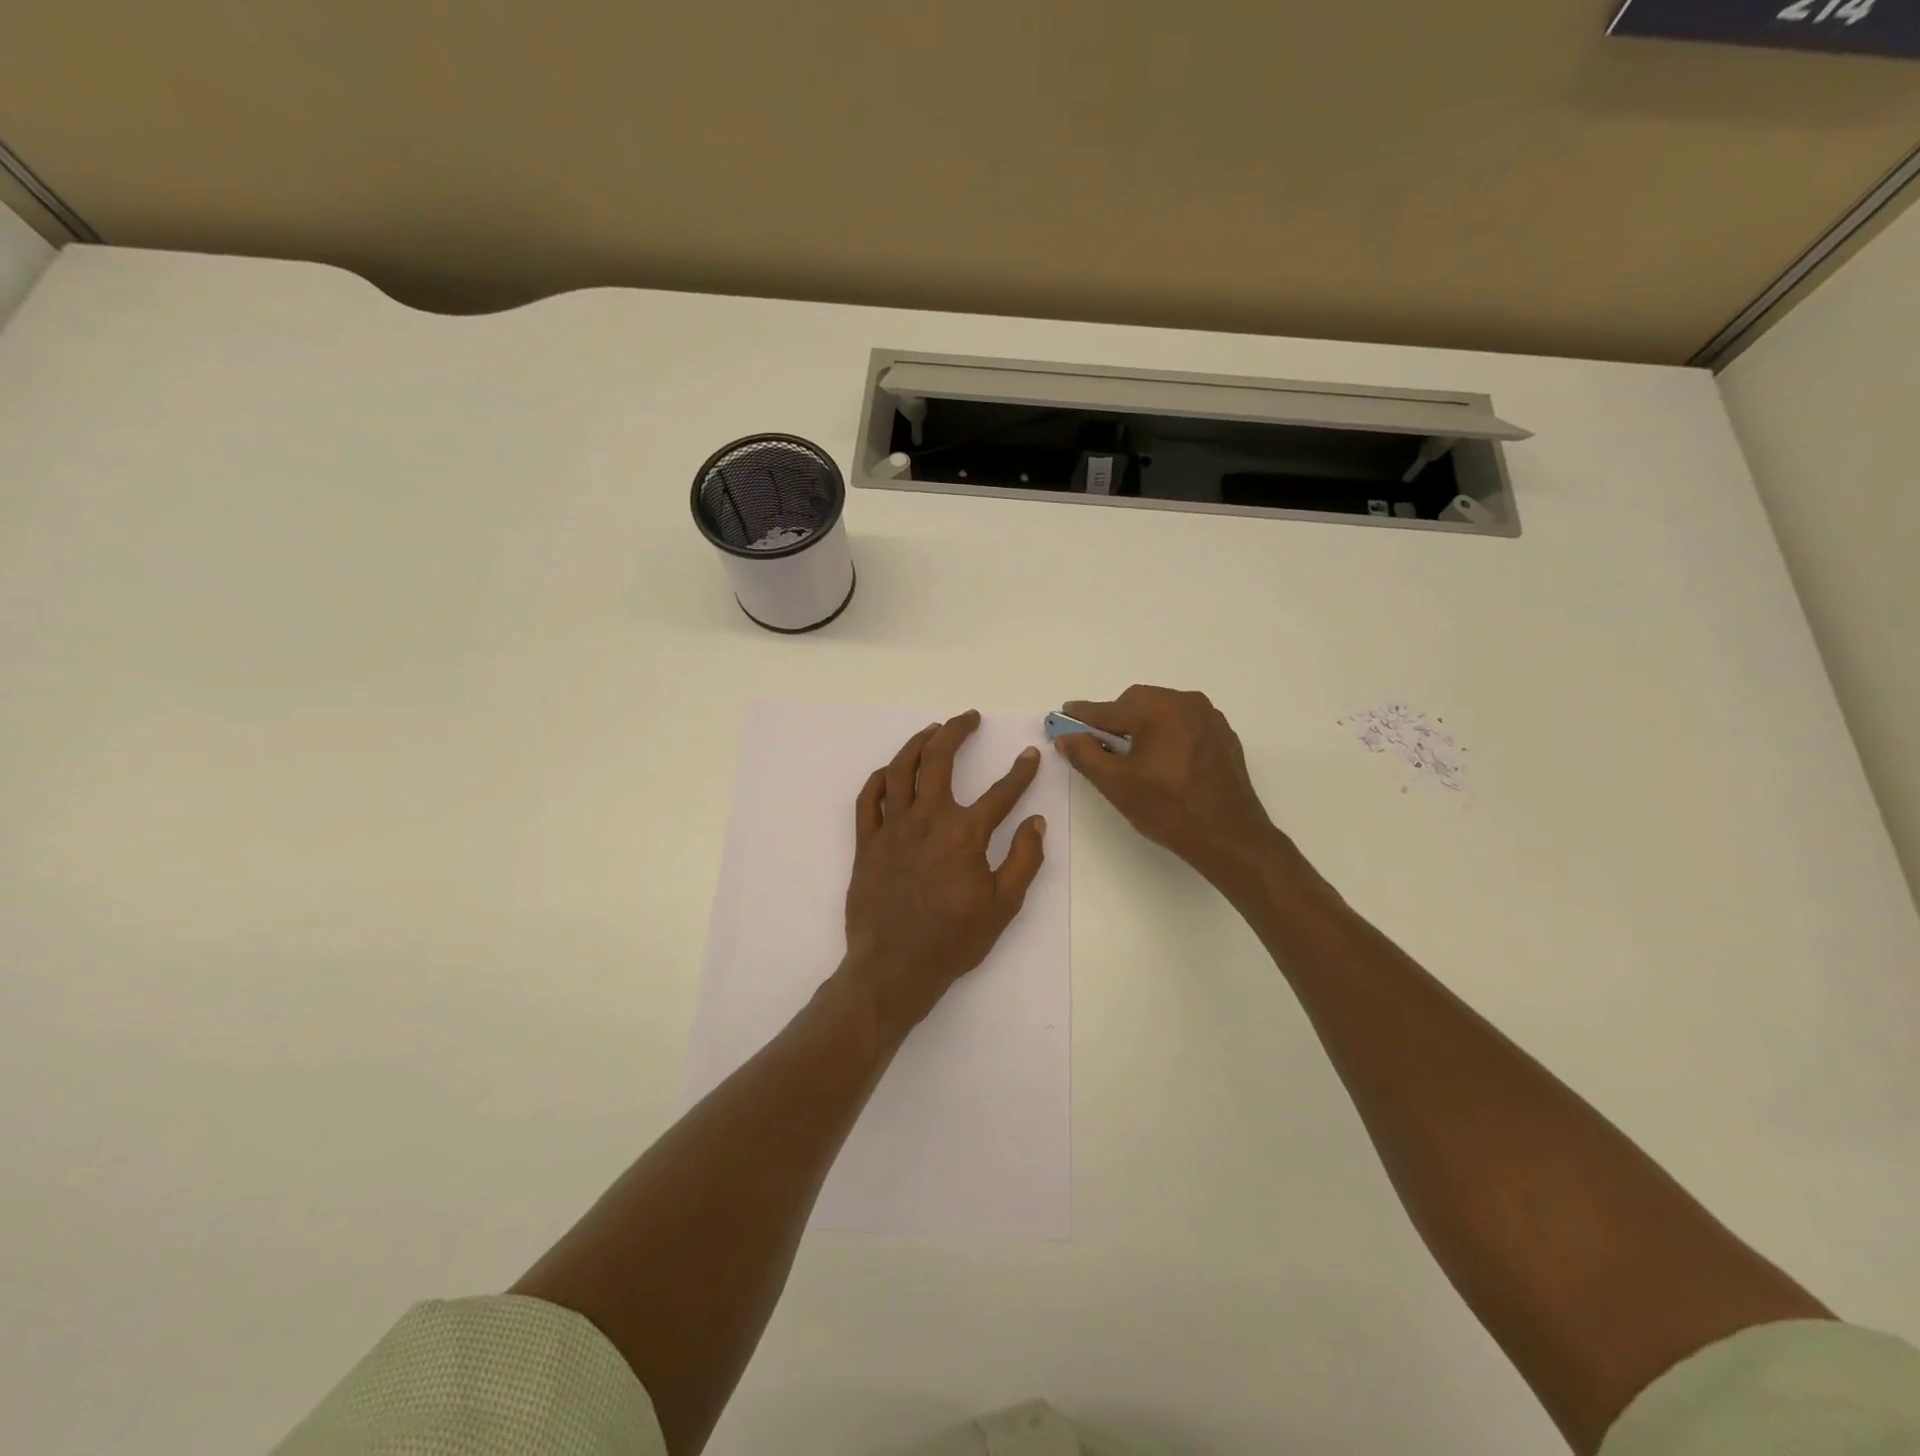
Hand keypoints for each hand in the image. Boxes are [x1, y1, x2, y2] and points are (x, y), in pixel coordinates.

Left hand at [842, 710, 1047, 1040]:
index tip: (1030, 756)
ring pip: (900, 770)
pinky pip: (868, 800)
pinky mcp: (866, 843)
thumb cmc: (952, 940)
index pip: (1000, 793)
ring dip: (917, 743)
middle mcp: (927, 819)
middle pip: (939, 760)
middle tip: (969, 718)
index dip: (1020, 772)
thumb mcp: (1003, 906)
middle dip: (956, 731)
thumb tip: (1037, 822)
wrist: (894, 967)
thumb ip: (1023, 860)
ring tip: (932, 730)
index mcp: (964, 834)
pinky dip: (878, 779)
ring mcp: (892, 828)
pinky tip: (889, 772)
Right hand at [1054, 686, 1288, 889]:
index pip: (1109, 709)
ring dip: (1142, 726)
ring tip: (1131, 757)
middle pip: (1137, 703)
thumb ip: (1086, 755)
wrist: (1229, 836)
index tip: (1062, 715)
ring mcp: (1210, 718)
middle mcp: (1187, 702)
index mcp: (1159, 709)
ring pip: (1162, 711)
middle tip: (1098, 745)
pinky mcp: (1223, 736)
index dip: (1082, 715)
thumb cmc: (1168, 809)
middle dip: (1115, 720)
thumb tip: (1066, 736)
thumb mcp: (1116, 784)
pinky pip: (1184, 725)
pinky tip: (1162, 762)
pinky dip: (1167, 735)